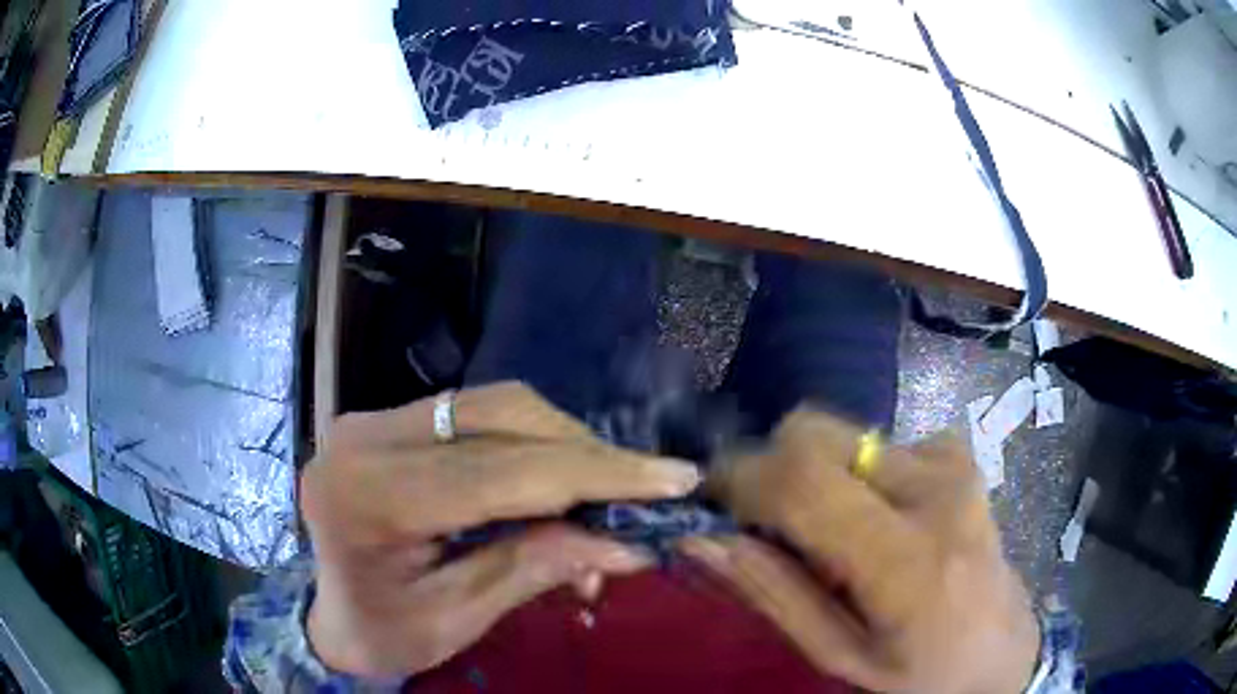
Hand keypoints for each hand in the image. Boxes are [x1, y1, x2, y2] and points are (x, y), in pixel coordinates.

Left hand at [301, 382, 700, 677]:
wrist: (329, 616)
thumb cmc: (384, 633)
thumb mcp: (458, 619)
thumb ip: (535, 569)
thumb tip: (629, 543)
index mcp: (369, 499)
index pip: (499, 472)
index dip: (595, 474)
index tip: (673, 479)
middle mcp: (364, 437)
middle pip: (500, 417)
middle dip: (587, 452)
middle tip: (649, 487)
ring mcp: (373, 419)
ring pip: (494, 404)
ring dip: (564, 442)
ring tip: (609, 489)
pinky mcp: (388, 420)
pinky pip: (477, 414)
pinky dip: (532, 441)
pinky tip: (560, 476)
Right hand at [681, 410, 1038, 693]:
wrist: (1002, 649)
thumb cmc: (922, 674)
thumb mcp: (840, 659)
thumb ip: (774, 596)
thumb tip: (703, 539)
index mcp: (907, 559)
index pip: (805, 481)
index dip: (740, 479)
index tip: (711, 502)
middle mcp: (935, 489)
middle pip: (816, 434)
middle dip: (773, 469)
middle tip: (766, 524)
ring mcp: (952, 462)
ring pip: (841, 435)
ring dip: (815, 476)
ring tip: (828, 533)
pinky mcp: (957, 453)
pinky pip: (876, 441)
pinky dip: (853, 474)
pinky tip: (873, 519)